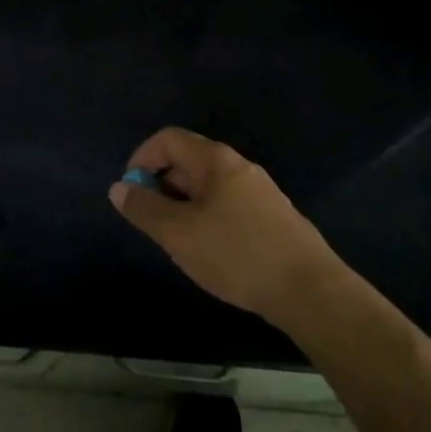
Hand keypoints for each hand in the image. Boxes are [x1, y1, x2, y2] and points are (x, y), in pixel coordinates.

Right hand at [109, 127, 334, 319]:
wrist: (312, 292)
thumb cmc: (237, 254)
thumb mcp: (179, 234)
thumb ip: (144, 209)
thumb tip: (119, 188)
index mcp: (215, 161)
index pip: (168, 139)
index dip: (142, 157)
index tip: (131, 190)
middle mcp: (239, 167)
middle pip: (188, 161)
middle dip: (162, 185)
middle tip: (152, 222)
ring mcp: (260, 192)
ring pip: (208, 187)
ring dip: (184, 205)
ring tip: (178, 241)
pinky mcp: (274, 218)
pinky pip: (228, 205)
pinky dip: (208, 218)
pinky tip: (211, 252)